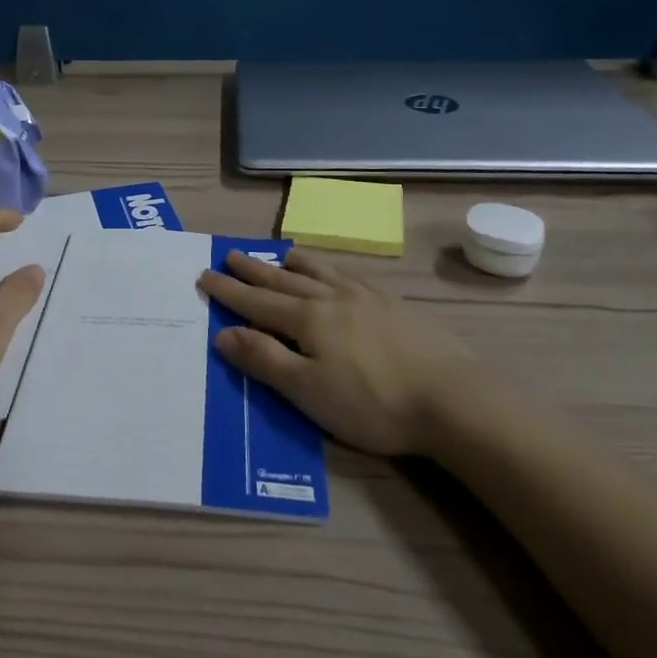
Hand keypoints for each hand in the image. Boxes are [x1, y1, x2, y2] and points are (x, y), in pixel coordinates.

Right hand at [198, 249, 469, 456]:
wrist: (451, 398)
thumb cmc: (372, 402)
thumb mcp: (308, 391)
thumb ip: (264, 360)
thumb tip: (223, 334)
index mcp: (307, 319)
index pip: (257, 302)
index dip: (229, 291)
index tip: (205, 275)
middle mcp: (332, 298)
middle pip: (284, 281)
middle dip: (254, 271)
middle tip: (230, 255)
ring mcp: (367, 298)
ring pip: (320, 273)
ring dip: (293, 265)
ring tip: (279, 256)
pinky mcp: (395, 305)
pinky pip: (352, 276)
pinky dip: (332, 270)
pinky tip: (337, 274)